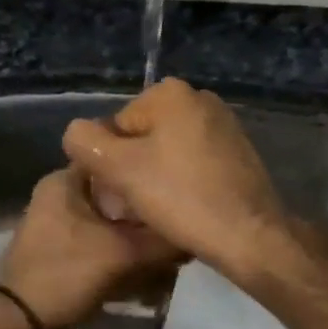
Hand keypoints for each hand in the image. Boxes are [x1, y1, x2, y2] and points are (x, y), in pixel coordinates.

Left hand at [0, 168, 182, 328]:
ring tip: (169, 248)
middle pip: (115, 194)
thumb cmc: (67, 274)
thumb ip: (163, 240)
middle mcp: (57, 196)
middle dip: (145, 210)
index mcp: (63, 181)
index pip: (113, 157)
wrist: (20, 327)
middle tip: (178, 220)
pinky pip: (99, 244)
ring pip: (109, 221)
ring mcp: (56, 227)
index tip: (176, 180)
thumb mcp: (123, 253)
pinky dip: (121, 253)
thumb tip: (195, 233)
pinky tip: (148, 268)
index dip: (145, 167)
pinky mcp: (60, 254)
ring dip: (136, 235)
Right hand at [61, 78, 291, 279]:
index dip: (108, 163)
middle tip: (134, 208)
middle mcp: (200, 99)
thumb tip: (78, 133)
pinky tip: (184, 210)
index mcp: (171, 92)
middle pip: (142, 137)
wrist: (249, 235)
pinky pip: (194, 164)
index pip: (116, 127)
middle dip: (132, 170)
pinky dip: (182, 183)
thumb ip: (85, 142)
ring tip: (157, 213)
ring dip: (155, 179)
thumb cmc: (181, 197)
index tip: (118, 194)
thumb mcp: (118, 168)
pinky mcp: (239, 153)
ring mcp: (224, 125)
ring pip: (167, 153)